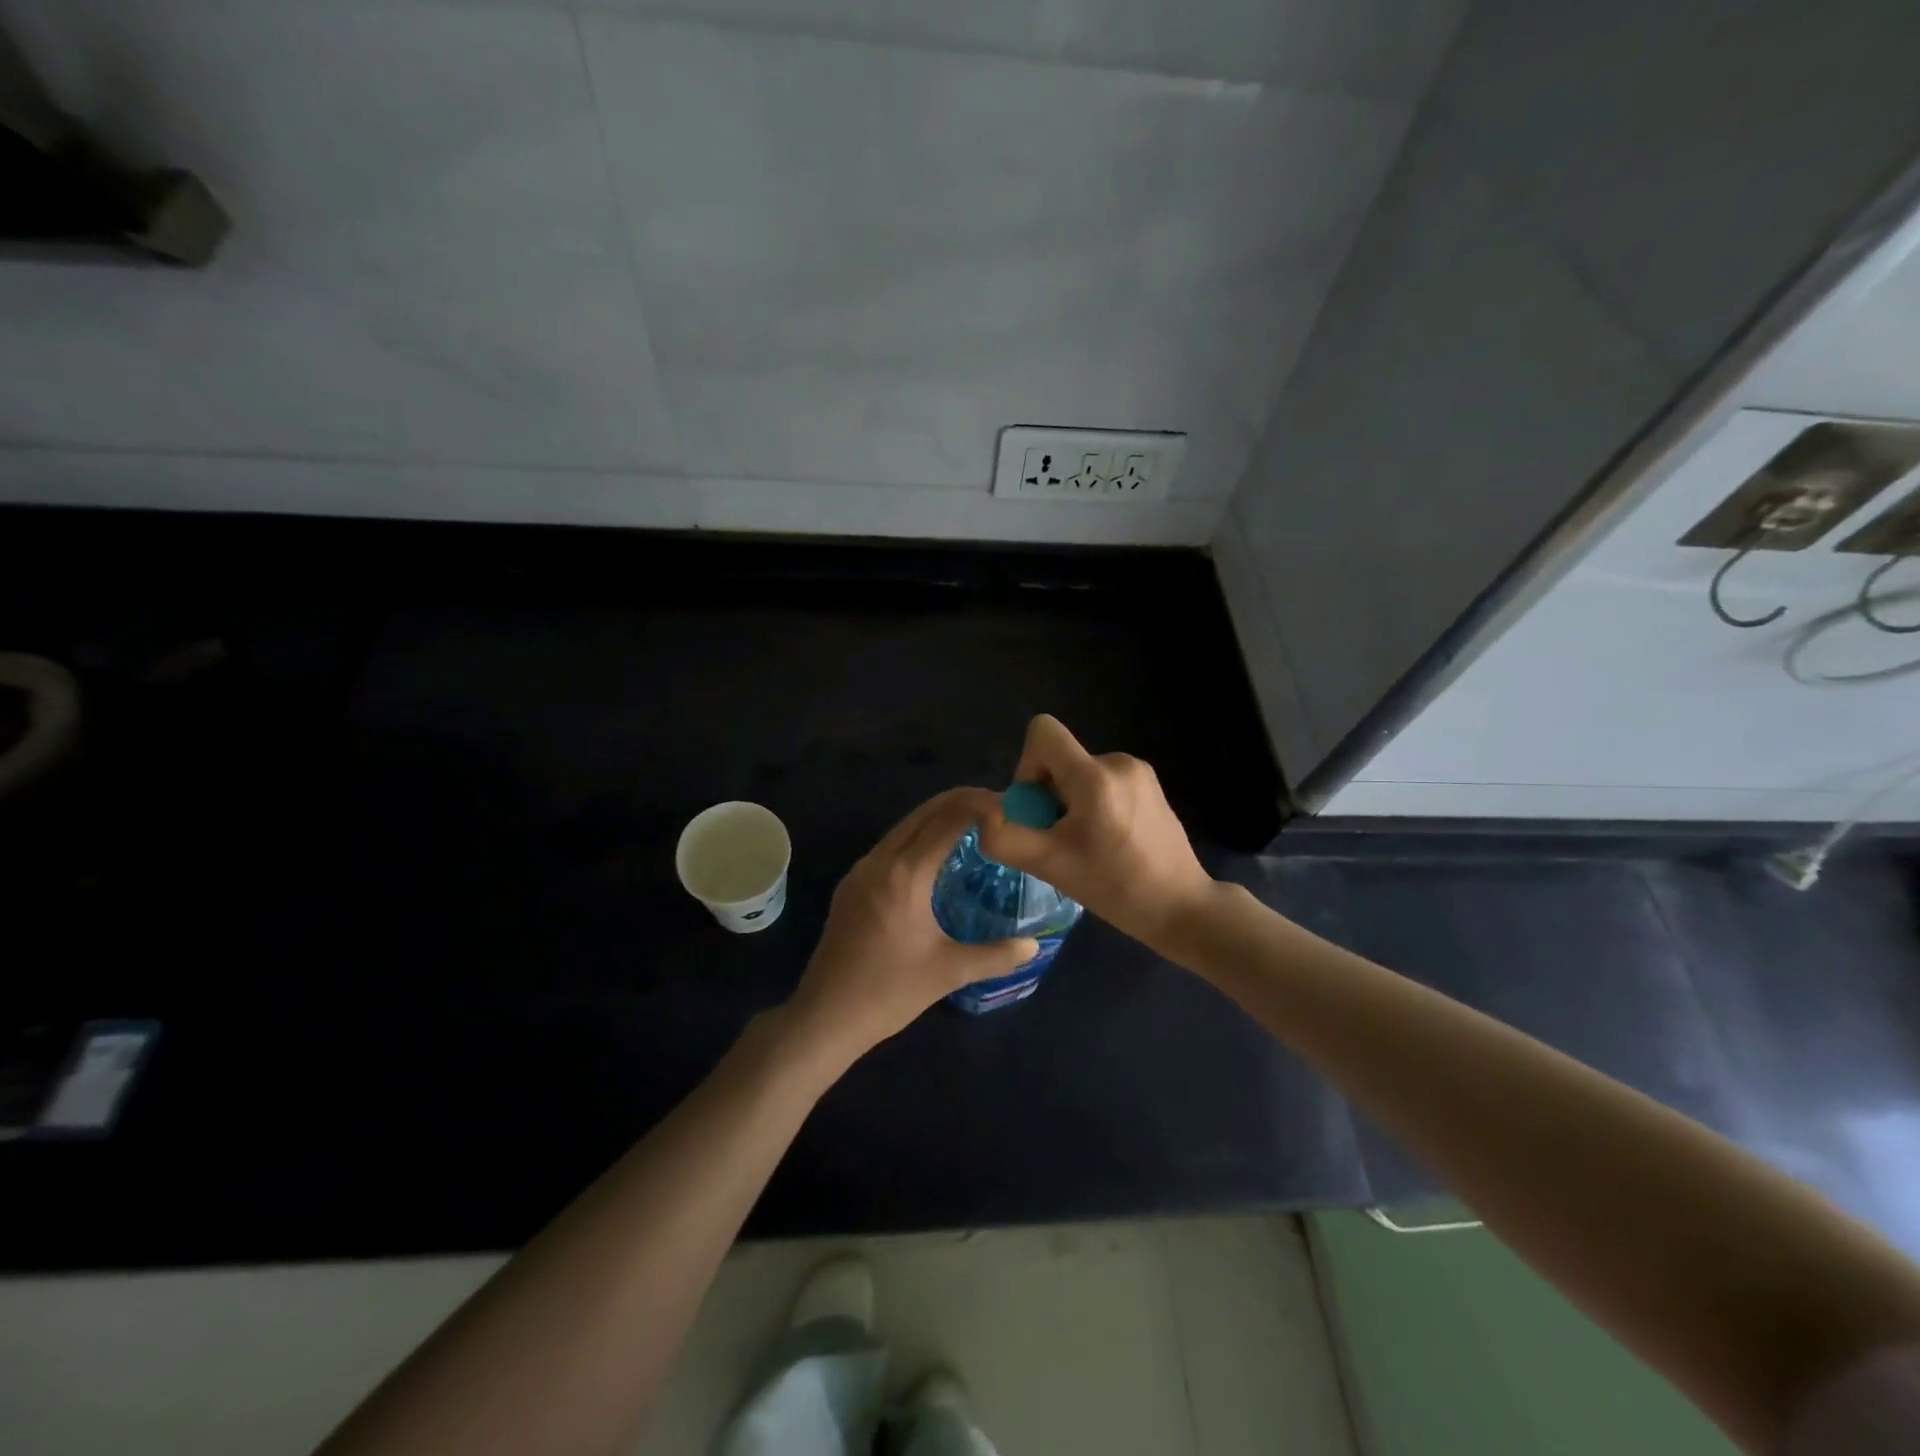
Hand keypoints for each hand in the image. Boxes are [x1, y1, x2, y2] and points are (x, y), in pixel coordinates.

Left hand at [783, 787, 1039, 1061]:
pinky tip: (935, 857)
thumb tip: (1034, 946)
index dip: (979, 805)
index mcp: (904, 874)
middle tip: (996, 807)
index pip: (947, 819)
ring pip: (903, 828)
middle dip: (960, 802)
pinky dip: (918, 838)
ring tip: (972, 826)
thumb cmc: (889, 992)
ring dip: (936, 818)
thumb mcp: (949, 972)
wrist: (824, 1017)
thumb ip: (996, 955)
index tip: (1008, 806)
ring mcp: (860, 871)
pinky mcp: (850, 886)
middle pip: (923, 813)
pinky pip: (890, 847)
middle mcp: (879, 861)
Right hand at [976, 714, 1216, 950]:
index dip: (1027, 766)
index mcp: (1094, 775)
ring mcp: (1139, 771)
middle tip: (1063, 840)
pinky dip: (1093, 805)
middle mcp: (1118, 761)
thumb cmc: (1115, 888)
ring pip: (1079, 773)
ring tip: (1088, 845)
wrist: (1181, 907)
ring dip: (1070, 803)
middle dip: (1049, 795)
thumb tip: (984, 815)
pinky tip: (1109, 841)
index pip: (1042, 731)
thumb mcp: (1050, 866)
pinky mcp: (1150, 785)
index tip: (1039, 810)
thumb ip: (1005, 837)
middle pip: (1059, 758)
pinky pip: (1102, 781)